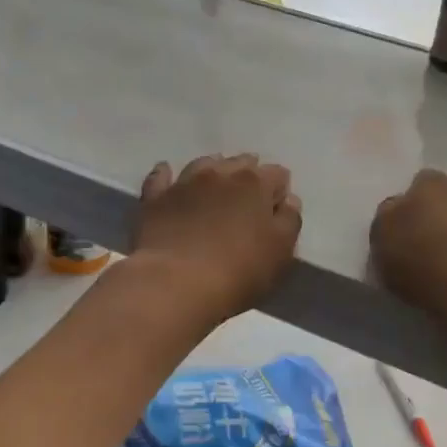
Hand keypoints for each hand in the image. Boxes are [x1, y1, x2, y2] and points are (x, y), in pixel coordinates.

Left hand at [132, 154, 302, 321]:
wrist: (175, 283)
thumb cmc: (238, 271)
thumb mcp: (281, 252)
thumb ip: (289, 221)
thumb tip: (288, 200)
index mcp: (256, 183)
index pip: (278, 174)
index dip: (280, 191)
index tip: (276, 211)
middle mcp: (221, 173)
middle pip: (241, 162)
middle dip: (248, 176)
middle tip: (248, 201)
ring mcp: (185, 182)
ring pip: (204, 164)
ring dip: (214, 171)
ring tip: (215, 186)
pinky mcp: (156, 197)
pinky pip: (161, 176)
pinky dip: (167, 175)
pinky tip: (168, 176)